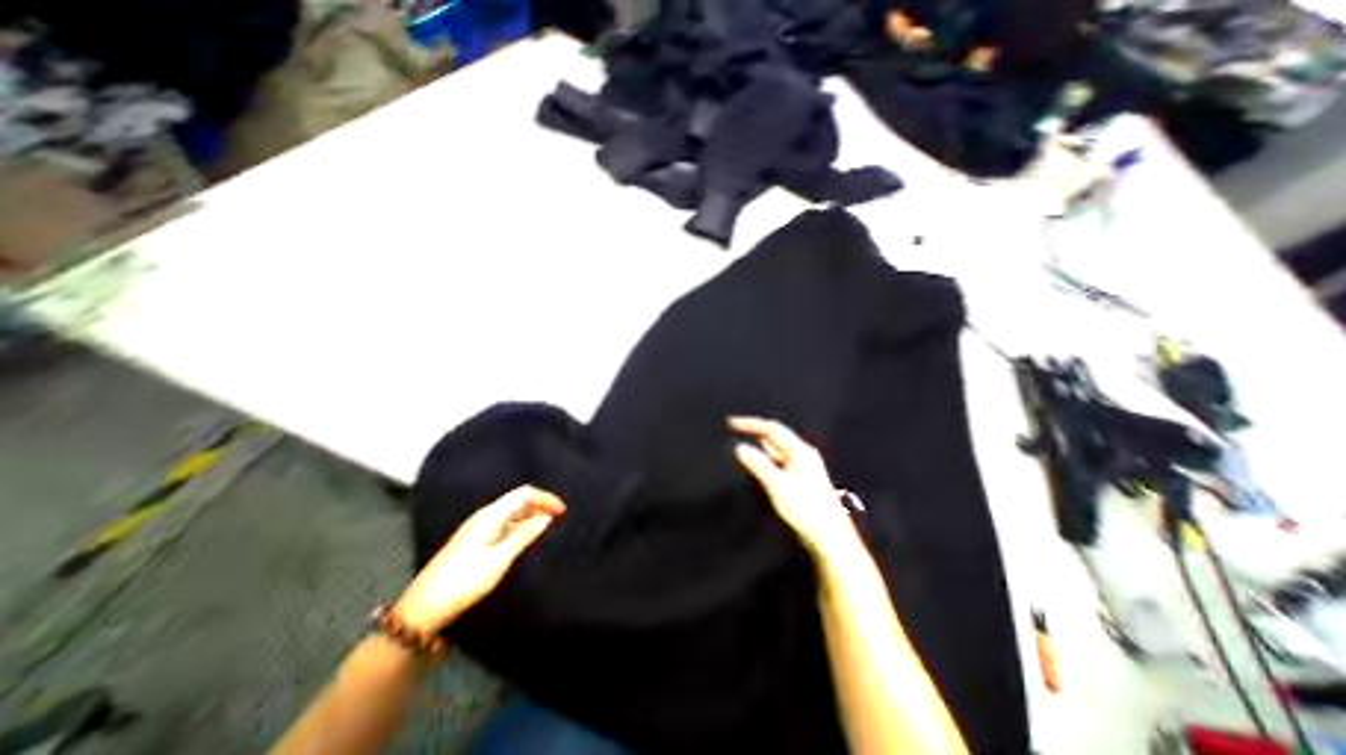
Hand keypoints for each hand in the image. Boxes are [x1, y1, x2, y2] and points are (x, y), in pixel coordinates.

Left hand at [393, 488, 563, 634]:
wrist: (423, 610)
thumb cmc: (464, 581)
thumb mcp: (500, 558)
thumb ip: (524, 535)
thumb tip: (546, 517)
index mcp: (490, 515)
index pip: (524, 493)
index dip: (545, 498)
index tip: (562, 511)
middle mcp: (484, 516)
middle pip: (517, 501)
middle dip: (539, 505)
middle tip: (558, 519)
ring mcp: (478, 529)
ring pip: (511, 513)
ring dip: (530, 516)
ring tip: (547, 528)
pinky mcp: (474, 542)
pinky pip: (504, 525)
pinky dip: (519, 527)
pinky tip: (526, 539)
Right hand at [732, 415, 855, 556]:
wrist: (830, 535)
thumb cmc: (806, 509)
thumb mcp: (777, 486)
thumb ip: (758, 465)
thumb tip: (739, 447)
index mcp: (800, 451)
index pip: (772, 428)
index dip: (751, 424)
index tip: (732, 423)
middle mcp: (803, 454)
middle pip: (776, 436)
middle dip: (755, 432)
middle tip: (734, 430)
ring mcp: (804, 465)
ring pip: (777, 449)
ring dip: (760, 445)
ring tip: (742, 443)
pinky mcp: (801, 477)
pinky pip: (780, 460)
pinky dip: (766, 457)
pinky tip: (759, 463)